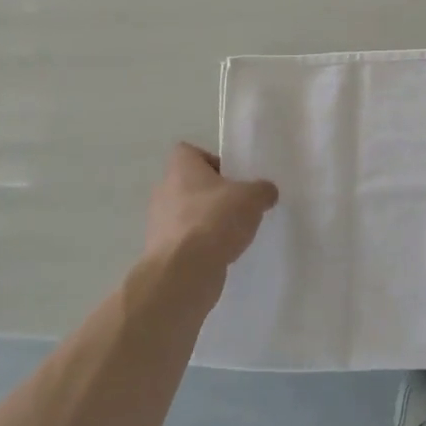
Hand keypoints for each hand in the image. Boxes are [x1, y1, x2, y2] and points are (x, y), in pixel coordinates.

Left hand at [144, 144, 277, 281]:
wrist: (183, 274)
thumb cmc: (214, 220)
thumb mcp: (252, 198)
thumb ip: (262, 190)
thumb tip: (267, 192)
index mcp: (180, 169)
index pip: (188, 152)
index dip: (210, 160)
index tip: (232, 176)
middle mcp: (164, 192)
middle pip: (189, 185)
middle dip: (212, 195)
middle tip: (238, 205)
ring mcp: (158, 225)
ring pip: (186, 215)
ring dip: (206, 222)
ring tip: (233, 233)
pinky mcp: (161, 254)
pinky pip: (185, 243)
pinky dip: (201, 248)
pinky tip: (222, 255)